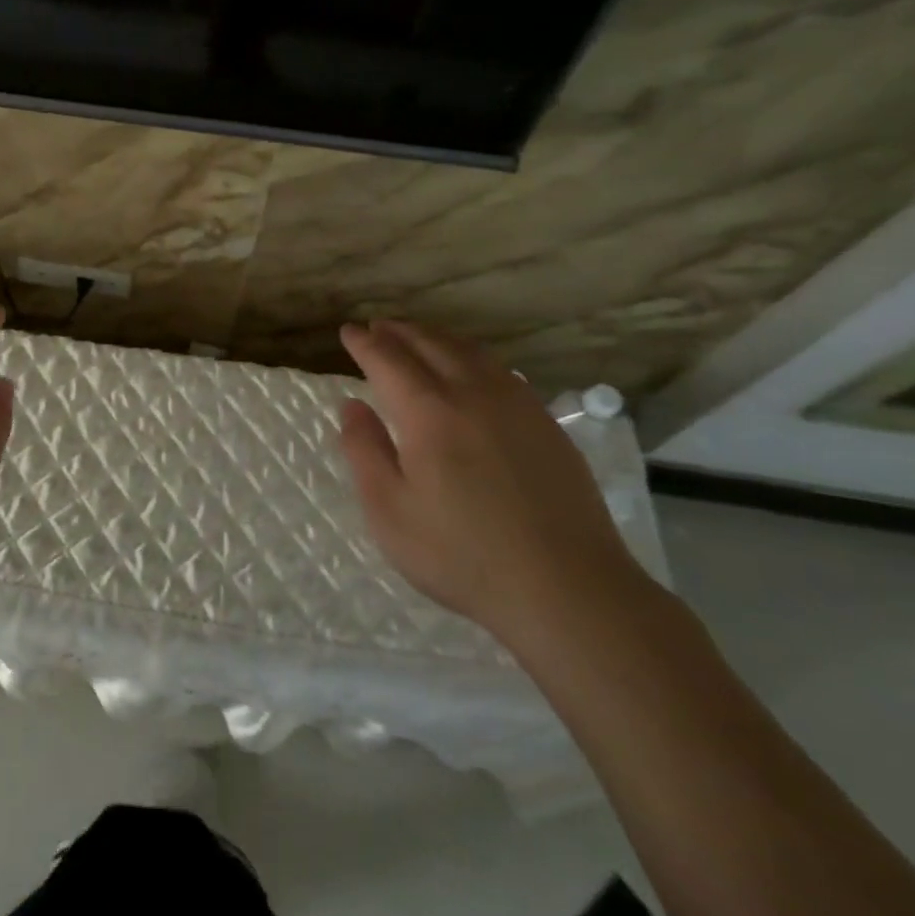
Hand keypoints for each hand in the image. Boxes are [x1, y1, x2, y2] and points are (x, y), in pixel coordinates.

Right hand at [338, 320, 644, 643]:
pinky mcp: (546, 424)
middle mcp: (472, 393)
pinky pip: (501, 371)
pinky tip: (471, 370)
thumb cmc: (461, 554)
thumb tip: (351, 406)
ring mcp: (516, 405)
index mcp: (428, 411)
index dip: (364, 343)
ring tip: (418, 338)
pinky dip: (472, 357)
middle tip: (378, 327)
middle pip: (430, 344)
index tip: (348, 331)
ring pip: (470, 352)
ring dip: (437, 338)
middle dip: (399, 331)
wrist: (566, 588)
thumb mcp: (389, 511)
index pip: (387, 359)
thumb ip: (364, 451)